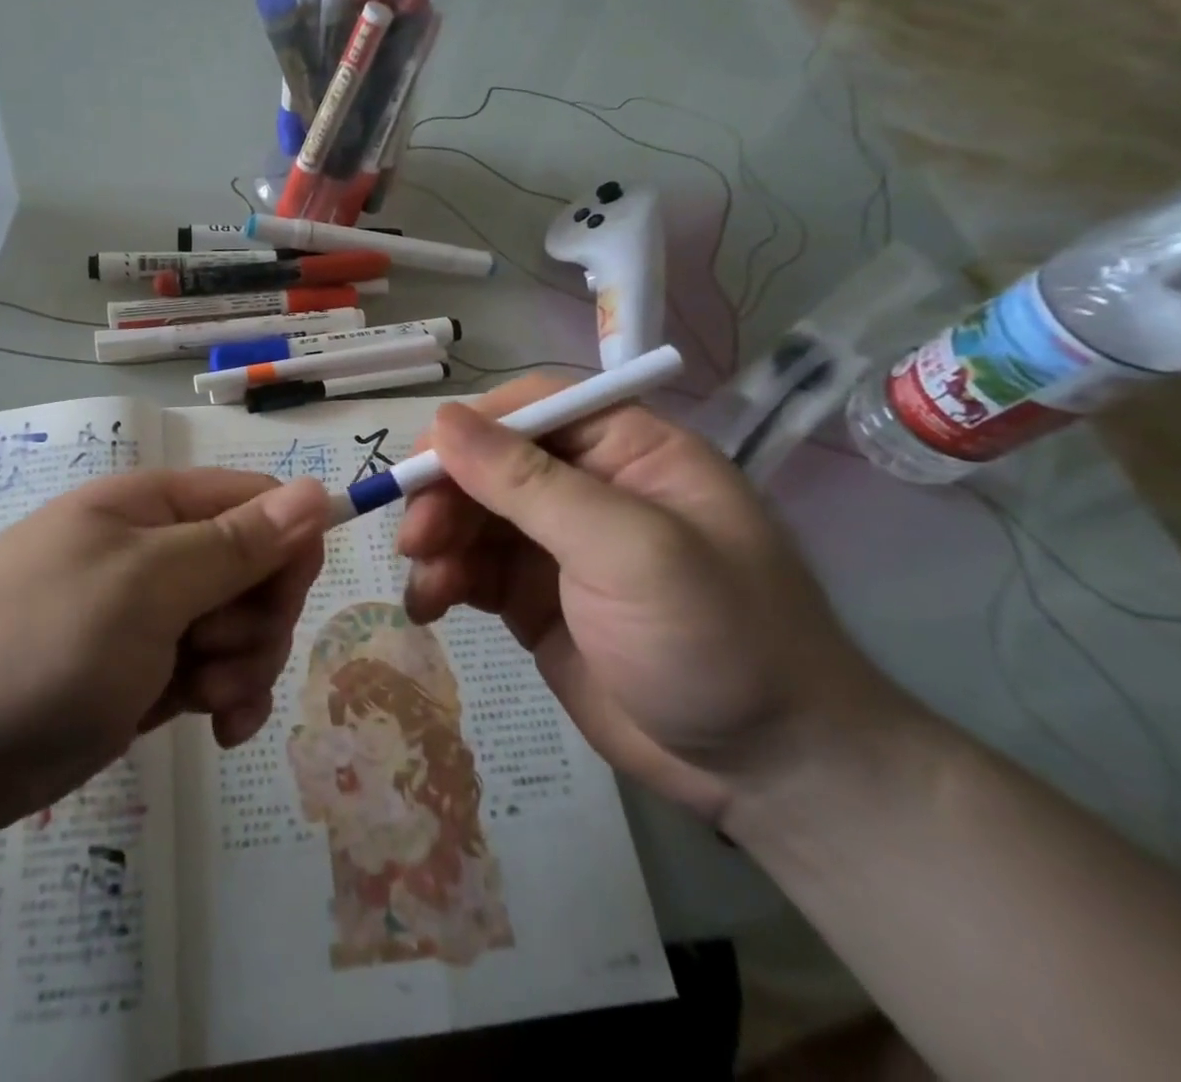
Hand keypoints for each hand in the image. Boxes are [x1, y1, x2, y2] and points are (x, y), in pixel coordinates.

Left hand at [0, 470, 329, 840]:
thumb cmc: (36, 643)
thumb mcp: (145, 586)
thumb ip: (235, 543)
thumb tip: (319, 490)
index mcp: (157, 507)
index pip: (264, 504)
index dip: (288, 549)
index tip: (276, 603)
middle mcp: (161, 552)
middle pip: (261, 570)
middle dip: (259, 621)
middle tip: (212, 656)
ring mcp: (153, 616)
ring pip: (244, 628)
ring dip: (243, 668)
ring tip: (199, 699)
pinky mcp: (146, 673)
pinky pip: (218, 675)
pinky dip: (228, 700)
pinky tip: (217, 733)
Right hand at [396, 377, 894, 823]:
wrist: (765, 773)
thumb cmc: (715, 639)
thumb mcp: (628, 551)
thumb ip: (532, 485)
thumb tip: (443, 422)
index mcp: (628, 450)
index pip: (534, 407)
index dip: (471, 428)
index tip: (422, 465)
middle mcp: (588, 486)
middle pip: (490, 462)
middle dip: (446, 495)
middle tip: (415, 539)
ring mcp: (558, 544)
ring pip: (471, 515)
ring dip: (437, 541)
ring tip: (425, 587)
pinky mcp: (534, 597)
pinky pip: (472, 568)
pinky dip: (443, 580)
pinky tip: (428, 606)